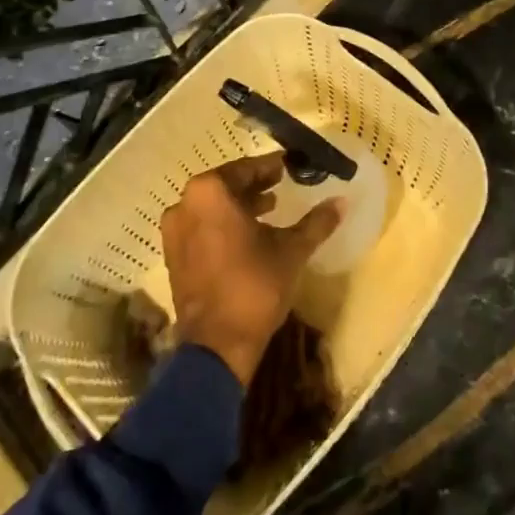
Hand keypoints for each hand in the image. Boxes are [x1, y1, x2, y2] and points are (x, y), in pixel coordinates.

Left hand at [161, 154, 340, 386]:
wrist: (217, 347)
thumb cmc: (254, 286)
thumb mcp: (292, 250)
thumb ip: (316, 222)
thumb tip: (342, 201)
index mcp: (210, 192)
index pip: (246, 169)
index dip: (270, 168)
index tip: (289, 167)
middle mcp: (185, 203)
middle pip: (226, 186)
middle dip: (254, 185)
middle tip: (281, 185)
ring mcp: (174, 231)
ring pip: (212, 208)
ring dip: (239, 206)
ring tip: (269, 210)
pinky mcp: (173, 256)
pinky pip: (201, 227)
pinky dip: (223, 225)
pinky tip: (248, 236)